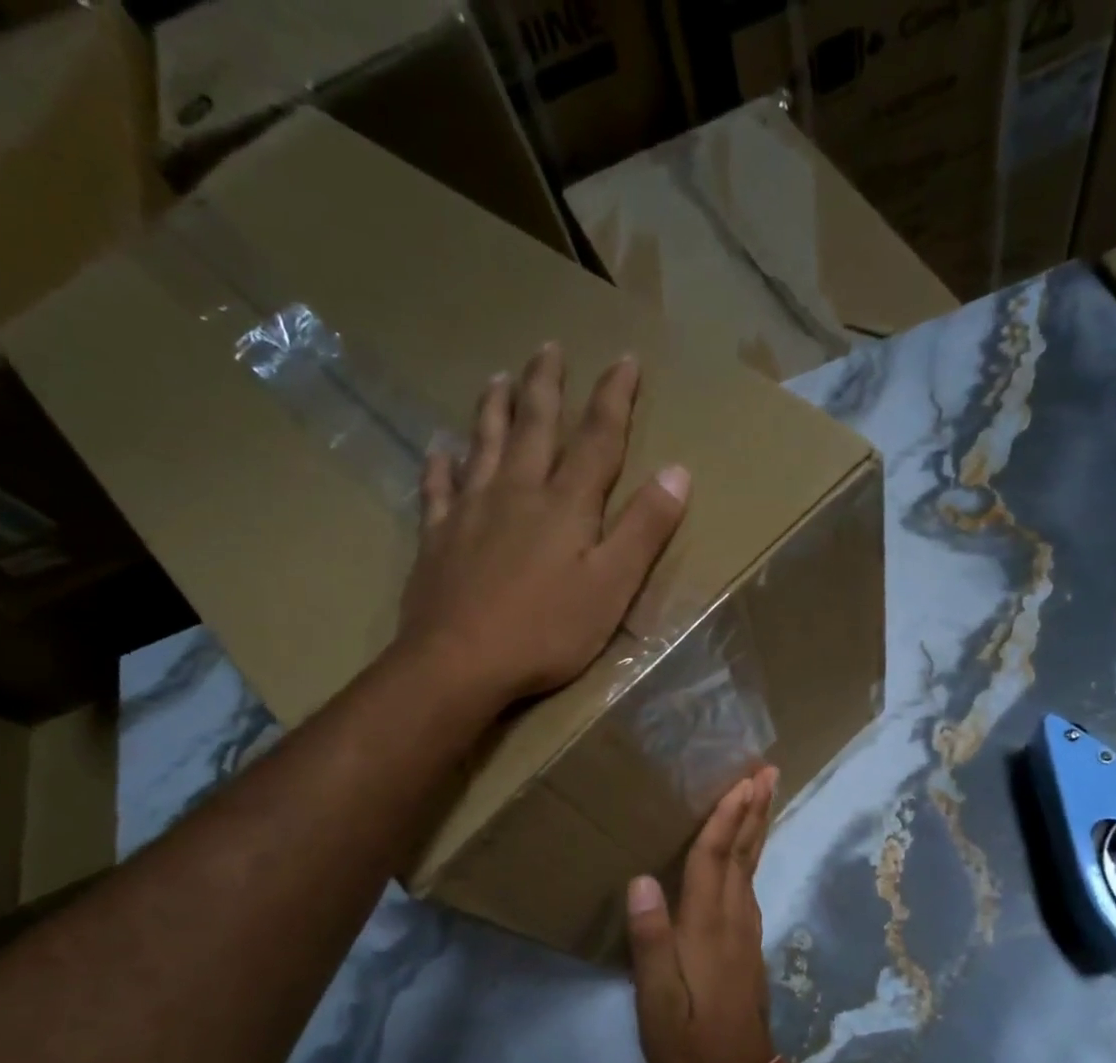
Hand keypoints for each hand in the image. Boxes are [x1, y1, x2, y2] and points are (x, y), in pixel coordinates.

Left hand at [395, 344, 689, 706]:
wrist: (459, 662)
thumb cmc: (547, 631)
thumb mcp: (613, 586)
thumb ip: (644, 529)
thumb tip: (677, 471)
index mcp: (566, 504)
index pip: (597, 438)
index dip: (614, 398)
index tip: (624, 360)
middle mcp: (517, 492)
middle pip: (534, 426)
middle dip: (546, 385)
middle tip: (548, 347)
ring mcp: (471, 512)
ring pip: (484, 445)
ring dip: (494, 409)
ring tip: (497, 377)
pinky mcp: (438, 538)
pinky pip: (438, 490)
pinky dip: (440, 466)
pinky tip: (439, 451)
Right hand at [627, 766, 780, 1062]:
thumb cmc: (690, 1044)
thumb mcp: (658, 1001)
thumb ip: (651, 941)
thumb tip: (641, 880)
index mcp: (707, 926)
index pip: (714, 859)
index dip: (726, 818)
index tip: (742, 780)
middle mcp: (733, 919)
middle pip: (744, 853)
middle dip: (755, 810)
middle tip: (769, 772)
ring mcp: (746, 933)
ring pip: (752, 867)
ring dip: (757, 827)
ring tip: (762, 797)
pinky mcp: (748, 947)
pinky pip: (750, 886)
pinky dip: (751, 857)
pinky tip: (747, 855)